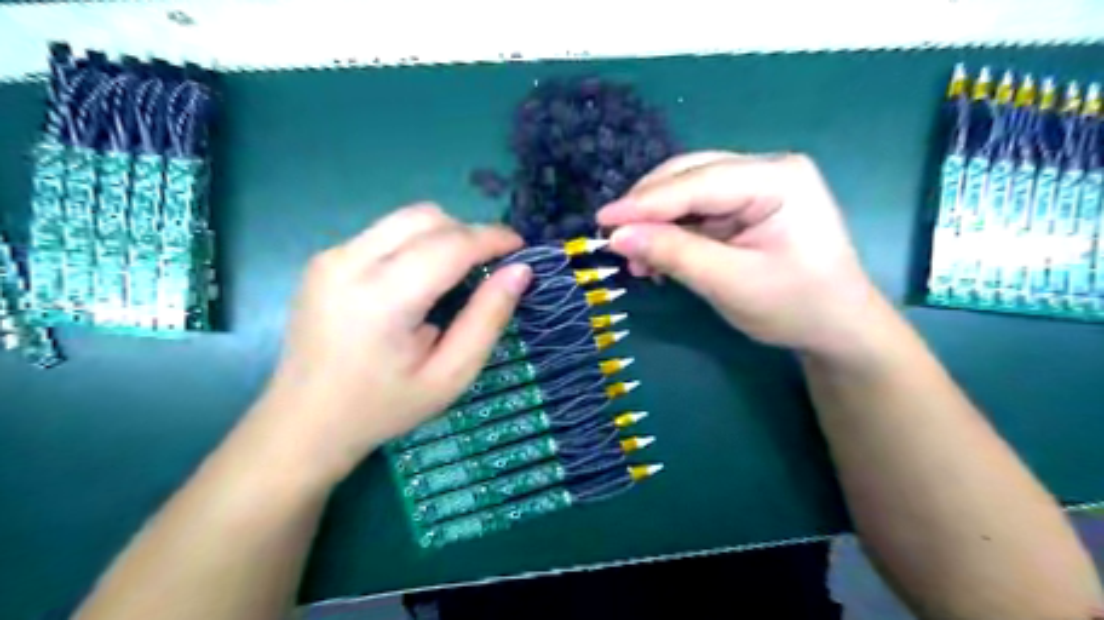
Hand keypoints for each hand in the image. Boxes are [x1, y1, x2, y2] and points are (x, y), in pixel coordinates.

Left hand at [258, 204, 534, 484]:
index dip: (492, 238)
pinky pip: (384, 232)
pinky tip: (418, 281)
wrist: (304, 422)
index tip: (520, 246)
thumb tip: (520, 271)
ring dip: (442, 235)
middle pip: (425, 218)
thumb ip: (487, 319)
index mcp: (382, 299)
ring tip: (457, 272)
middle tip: (489, 265)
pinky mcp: (324, 259)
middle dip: (467, 232)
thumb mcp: (450, 376)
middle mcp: (349, 263)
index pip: (450, 245)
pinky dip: (415, 244)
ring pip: (404, 218)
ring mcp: (330, 256)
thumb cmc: (384, 407)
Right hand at [595, 151, 886, 358]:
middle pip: (690, 177)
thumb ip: (674, 254)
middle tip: (615, 241)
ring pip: (688, 194)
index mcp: (778, 178)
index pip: (698, 182)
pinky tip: (656, 258)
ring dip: (657, 224)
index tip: (602, 220)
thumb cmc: (795, 306)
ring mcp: (757, 186)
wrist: (836, 328)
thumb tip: (618, 237)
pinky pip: (697, 212)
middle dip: (649, 210)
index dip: (645, 202)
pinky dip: (672, 234)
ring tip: (635, 259)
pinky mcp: (746, 207)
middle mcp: (767, 169)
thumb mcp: (731, 283)